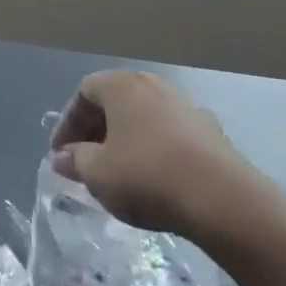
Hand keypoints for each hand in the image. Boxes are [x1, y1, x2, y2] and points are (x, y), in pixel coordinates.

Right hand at [49, 69, 270, 237]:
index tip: (61, 155)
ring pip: (143, 117)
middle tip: (84, 162)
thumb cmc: (148, 177)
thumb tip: (63, 157)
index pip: (84, 92)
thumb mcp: (98, 173)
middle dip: (95, 131)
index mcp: (123, 85)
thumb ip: (75, 161)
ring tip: (117, 172)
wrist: (224, 200)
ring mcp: (186, 106)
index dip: (67, 123)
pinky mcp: (210, 132)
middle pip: (115, 101)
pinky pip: (169, 134)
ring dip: (125, 140)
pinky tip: (154, 179)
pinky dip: (154, 149)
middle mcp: (154, 85)